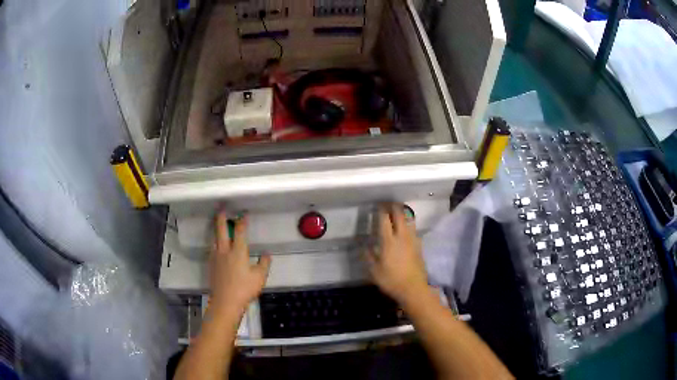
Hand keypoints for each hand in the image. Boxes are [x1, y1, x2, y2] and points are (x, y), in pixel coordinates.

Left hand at [209, 212, 271, 313]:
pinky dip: (215, 245)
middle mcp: (225, 251)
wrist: (226, 302)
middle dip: (221, 219)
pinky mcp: (211, 266)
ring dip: (217, 232)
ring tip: (219, 229)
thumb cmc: (244, 289)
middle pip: (221, 231)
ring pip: (215, 240)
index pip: (240, 232)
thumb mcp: (260, 277)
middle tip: (221, 211)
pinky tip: (218, 249)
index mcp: (238, 251)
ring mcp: (216, 258)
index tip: (243, 215)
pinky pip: (213, 250)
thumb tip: (266, 254)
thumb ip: (264, 264)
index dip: (242, 222)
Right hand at [366, 204, 427, 304]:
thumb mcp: (374, 271)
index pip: (384, 220)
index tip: (378, 205)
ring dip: (403, 213)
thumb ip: (368, 256)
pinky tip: (406, 227)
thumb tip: (363, 245)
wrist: (413, 289)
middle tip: (388, 203)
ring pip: (409, 220)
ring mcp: (413, 240)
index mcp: (388, 241)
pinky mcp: (419, 246)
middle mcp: (402, 236)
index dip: (381, 210)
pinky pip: (414, 229)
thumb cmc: (391, 280)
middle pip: (400, 215)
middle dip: (394, 206)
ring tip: (398, 210)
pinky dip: (409, 224)